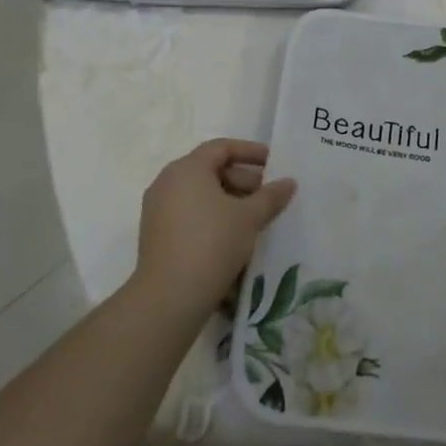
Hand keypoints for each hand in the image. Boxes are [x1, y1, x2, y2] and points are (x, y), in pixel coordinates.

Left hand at [134, 139, 296, 321]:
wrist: (169, 297)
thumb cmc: (212, 243)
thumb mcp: (249, 217)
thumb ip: (271, 196)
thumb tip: (289, 182)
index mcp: (187, 169)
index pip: (221, 148)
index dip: (250, 152)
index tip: (274, 163)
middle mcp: (167, 182)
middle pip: (210, 170)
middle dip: (243, 179)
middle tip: (268, 196)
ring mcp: (158, 209)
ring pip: (200, 194)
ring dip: (230, 200)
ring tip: (255, 218)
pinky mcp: (156, 234)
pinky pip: (189, 213)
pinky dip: (213, 216)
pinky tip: (234, 236)